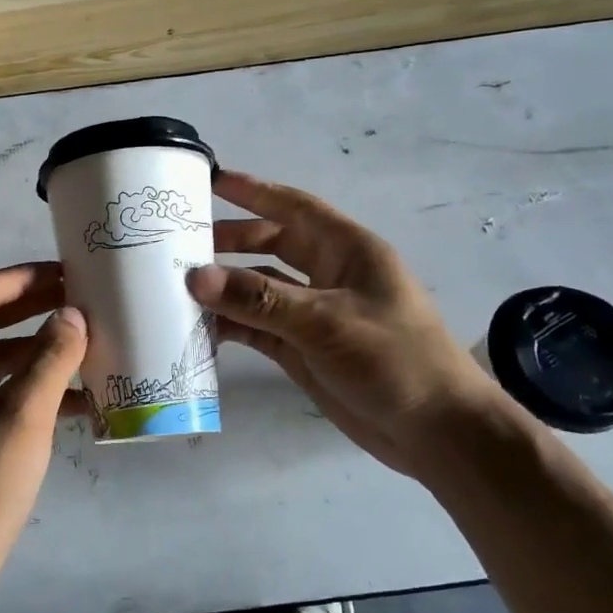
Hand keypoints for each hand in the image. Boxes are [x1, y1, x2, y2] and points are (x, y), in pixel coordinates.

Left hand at [0, 262, 86, 611]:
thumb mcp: (23, 419)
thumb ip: (50, 359)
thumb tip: (72, 314)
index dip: (22, 278)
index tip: (66, 273)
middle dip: (31, 309)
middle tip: (79, 299)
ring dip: (34, 349)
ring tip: (83, 342)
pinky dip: (26, 387)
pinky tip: (73, 398)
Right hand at [188, 170, 512, 480]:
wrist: (436, 433)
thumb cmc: (394, 360)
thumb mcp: (325, 322)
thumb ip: (258, 299)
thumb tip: (194, 276)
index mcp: (346, 250)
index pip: (293, 208)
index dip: (253, 191)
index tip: (211, 179)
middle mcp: (327, 274)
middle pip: (269, 245)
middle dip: (228, 241)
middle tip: (179, 243)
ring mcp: (313, 314)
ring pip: (258, 288)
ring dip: (224, 288)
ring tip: (176, 286)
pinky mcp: (302, 349)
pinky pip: (257, 327)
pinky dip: (230, 325)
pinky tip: (198, 327)